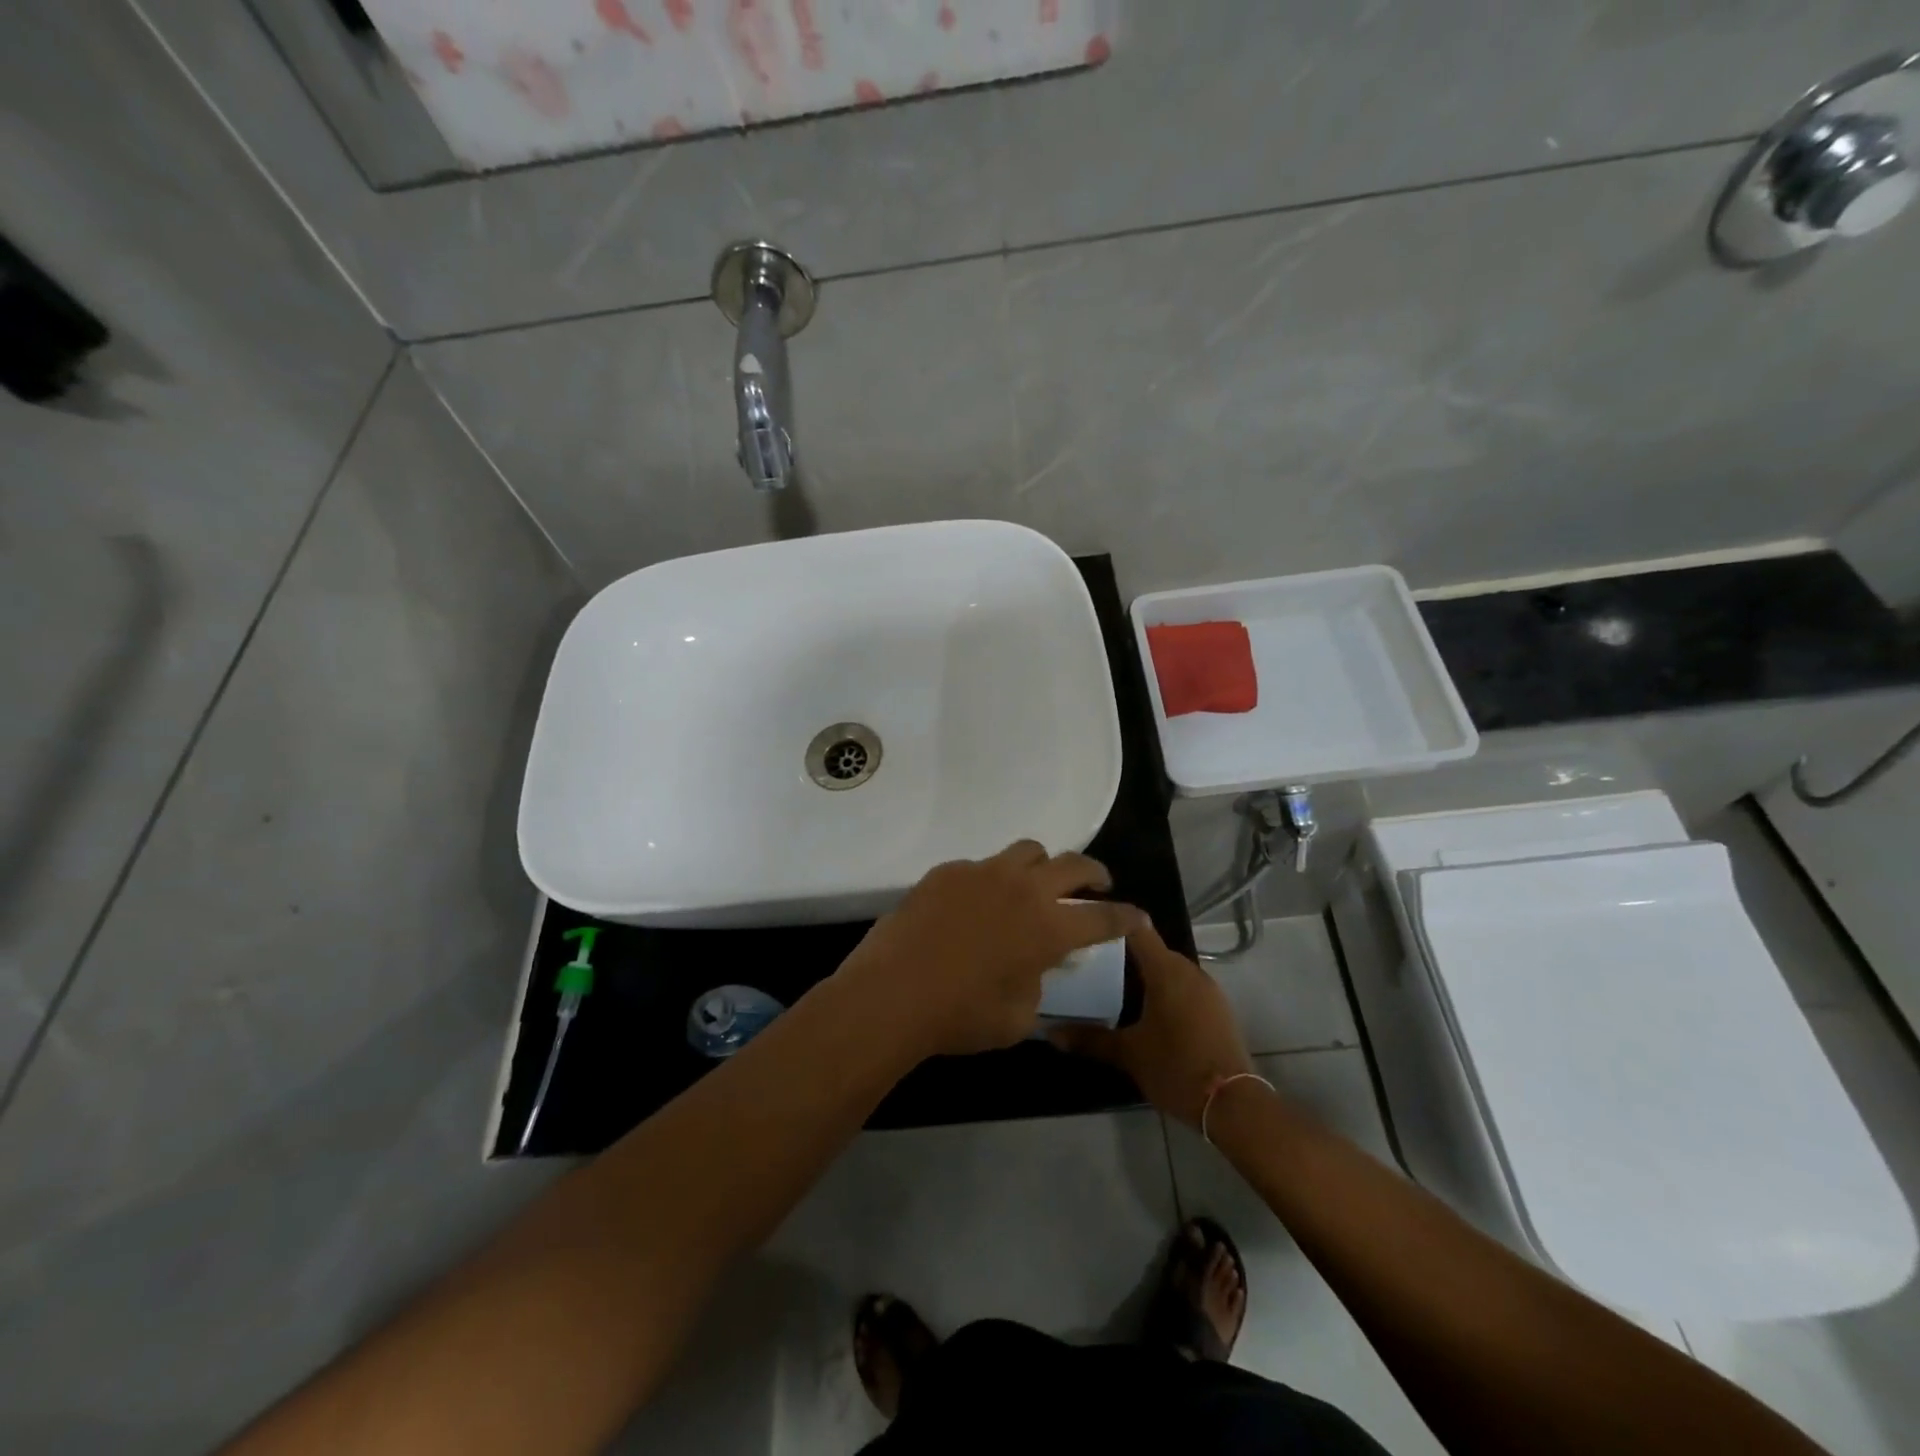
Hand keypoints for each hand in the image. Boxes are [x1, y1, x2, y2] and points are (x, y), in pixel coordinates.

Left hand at [836, 840, 1146, 1057]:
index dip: (1125, 917)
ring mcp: (983, 873)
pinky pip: (981, 866)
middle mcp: (1023, 888)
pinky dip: (992, 881)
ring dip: (1043, 865)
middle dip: (1094, 873)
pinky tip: (977, 905)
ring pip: (1027, 850)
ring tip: (1037, 883)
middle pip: (1073, 864)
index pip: (1102, 917)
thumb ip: (1038, 986)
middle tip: (1097, 884)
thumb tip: (1035, 968)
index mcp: (1049, 926)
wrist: (893, 993)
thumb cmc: (961, 1015)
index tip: (1137, 916)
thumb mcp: (1018, 1018)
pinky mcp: (948, 871)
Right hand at [1048, 920, 1253, 1125]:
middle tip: (1089, 964)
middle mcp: (1189, 971)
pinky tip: (1144, 1011)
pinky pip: (1183, 987)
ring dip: (1144, 975)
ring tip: (1111, 987)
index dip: (1111, 922)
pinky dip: (1163, 991)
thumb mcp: (1128, 1054)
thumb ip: (1090, 1039)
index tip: (1086, 925)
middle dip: (1122, 954)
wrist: (1235, 1105)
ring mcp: (1207, 989)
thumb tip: (1051, 1033)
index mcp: (1166, 970)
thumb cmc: (1176, 1067)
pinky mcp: (1217, 1009)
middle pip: (1152, 948)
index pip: (1136, 928)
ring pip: (1168, 969)